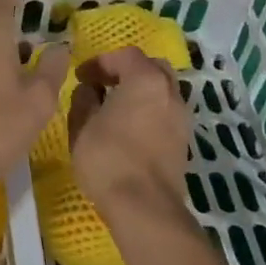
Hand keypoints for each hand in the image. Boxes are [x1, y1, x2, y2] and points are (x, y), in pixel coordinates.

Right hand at [70, 46, 191, 224]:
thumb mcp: (81, 125)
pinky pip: (166, 113)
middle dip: (127, 71)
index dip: (100, 62)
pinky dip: (150, 111)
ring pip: (163, 91)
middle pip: (152, 67)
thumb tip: (89, 90)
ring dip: (141, 92)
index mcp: (146, 80)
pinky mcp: (184, 143)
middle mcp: (170, 93)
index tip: (81, 77)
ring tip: (116, 108)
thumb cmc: (108, 158)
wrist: (146, 209)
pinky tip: (130, 129)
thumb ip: (83, 99)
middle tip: (104, 84)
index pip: (125, 55)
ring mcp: (182, 119)